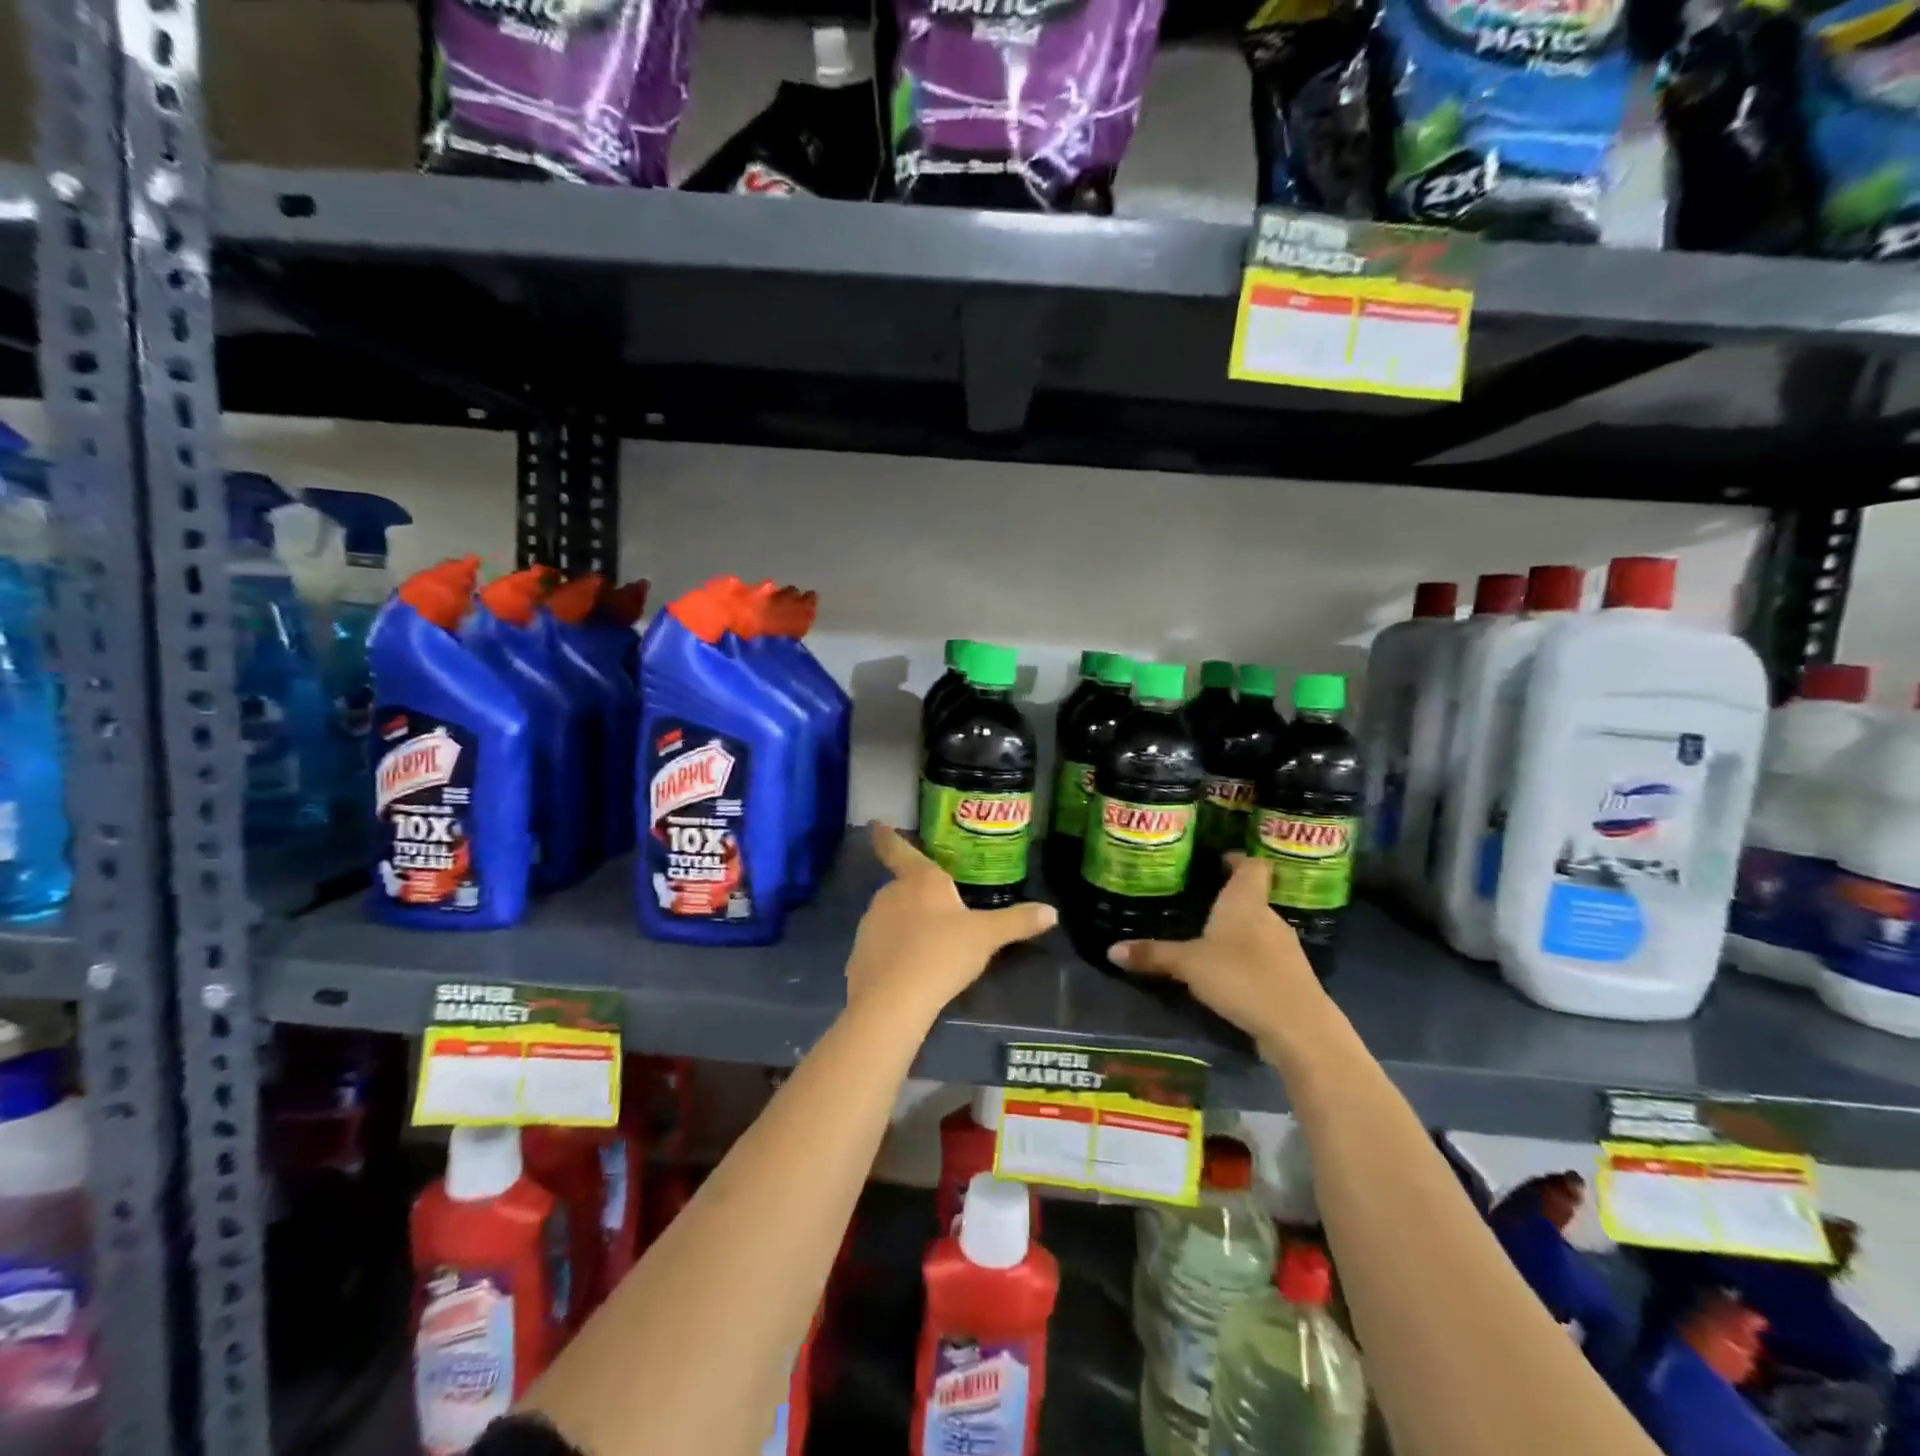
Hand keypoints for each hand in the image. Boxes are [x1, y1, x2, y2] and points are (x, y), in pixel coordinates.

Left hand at [846, 823, 1057, 1017]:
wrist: (893, 1001)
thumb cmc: (942, 954)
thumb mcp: (986, 937)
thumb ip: (1018, 922)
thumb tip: (1052, 912)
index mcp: (920, 880)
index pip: (900, 850)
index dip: (888, 837)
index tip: (874, 823)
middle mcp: (890, 895)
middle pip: (902, 887)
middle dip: (917, 897)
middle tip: (939, 913)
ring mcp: (870, 925)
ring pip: (891, 917)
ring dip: (906, 925)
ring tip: (930, 948)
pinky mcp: (859, 955)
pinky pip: (881, 947)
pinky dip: (894, 954)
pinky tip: (911, 973)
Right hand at [1109, 853, 1322, 1045]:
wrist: (1298, 1027)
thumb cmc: (1242, 977)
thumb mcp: (1188, 965)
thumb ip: (1153, 955)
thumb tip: (1111, 950)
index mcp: (1246, 902)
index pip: (1252, 866)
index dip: (1238, 859)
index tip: (1220, 859)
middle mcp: (1269, 918)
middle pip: (1253, 898)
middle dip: (1229, 900)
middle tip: (1199, 903)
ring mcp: (1285, 949)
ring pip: (1259, 930)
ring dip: (1239, 933)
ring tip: (1209, 940)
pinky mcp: (1291, 978)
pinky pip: (1265, 958)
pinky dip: (1248, 960)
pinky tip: (1229, 975)